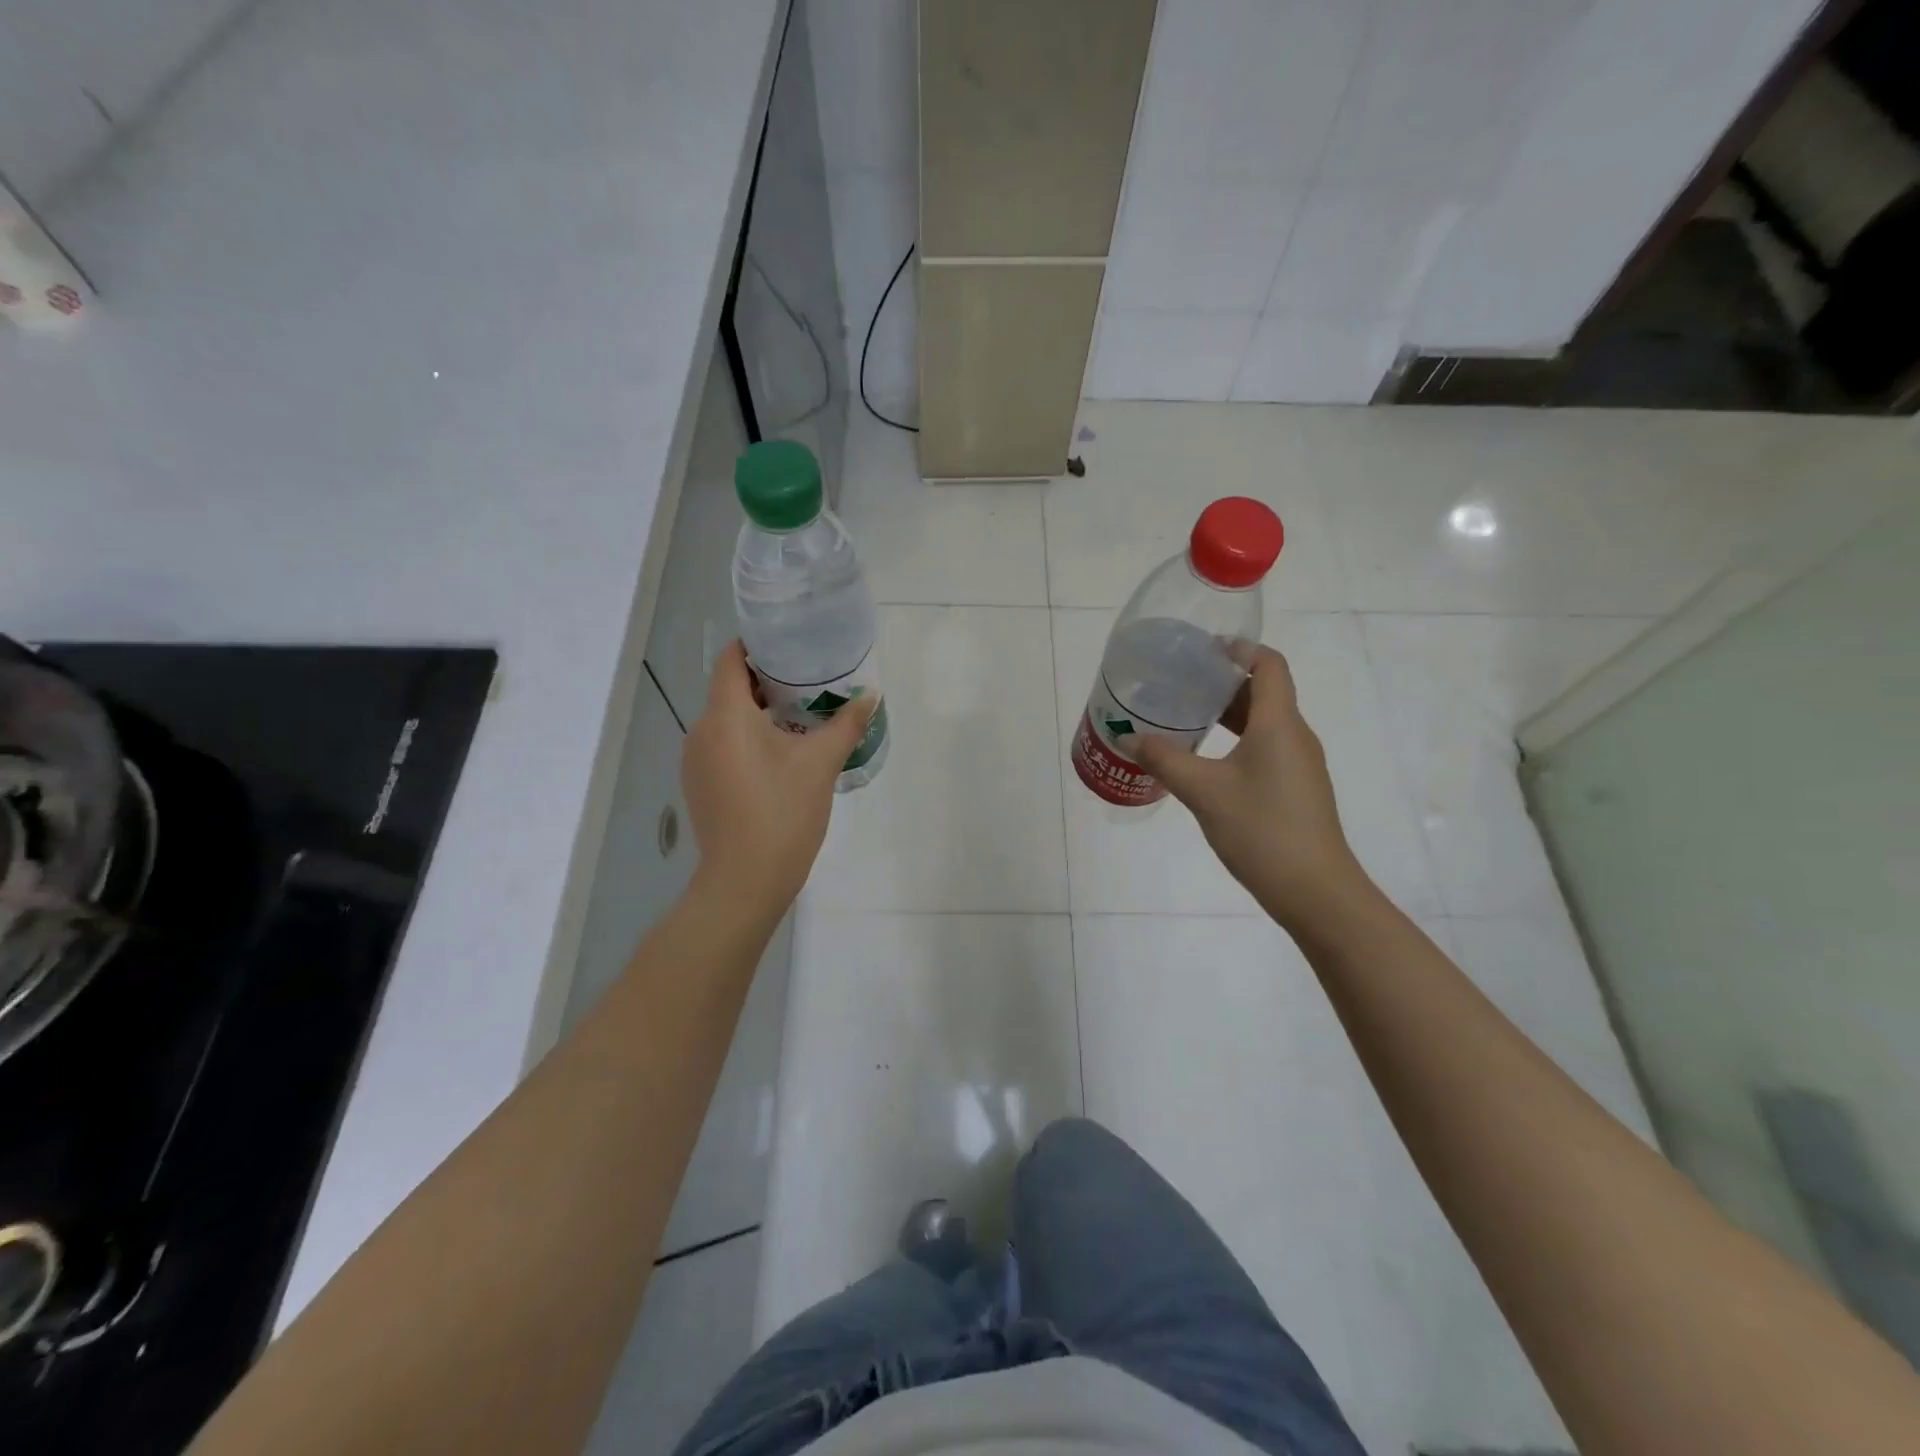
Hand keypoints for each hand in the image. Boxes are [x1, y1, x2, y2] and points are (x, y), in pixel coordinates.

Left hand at [681, 641, 874, 913]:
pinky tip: (777, 759)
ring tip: (799, 720)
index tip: (789, 646)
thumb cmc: (783, 812)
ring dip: (758, 715)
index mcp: (725, 716)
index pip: (730, 660)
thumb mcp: (821, 764)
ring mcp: (694, 761)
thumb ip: (846, 723)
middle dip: (766, 683)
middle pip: (729, 690)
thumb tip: (872, 694)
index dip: (756, 646)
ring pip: (726, 721)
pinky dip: (746, 741)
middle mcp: (700, 731)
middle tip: (808, 683)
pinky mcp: (699, 786)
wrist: (744, 881)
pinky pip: (721, 747)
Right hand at [1132, 645, 1369, 929]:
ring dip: (1229, 714)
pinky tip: (1206, 760)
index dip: (1240, 648)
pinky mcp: (1296, 789)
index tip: (1203, 648)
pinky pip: (1266, 748)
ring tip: (1186, 717)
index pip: (1269, 665)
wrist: (1315, 891)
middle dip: (1224, 682)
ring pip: (1264, 723)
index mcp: (1279, 723)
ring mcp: (1299, 765)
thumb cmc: (1262, 829)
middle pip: (1265, 692)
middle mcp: (1295, 736)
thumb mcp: (1204, 791)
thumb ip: (1164, 760)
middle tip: (1181, 683)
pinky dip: (1236, 741)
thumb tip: (1129, 738)